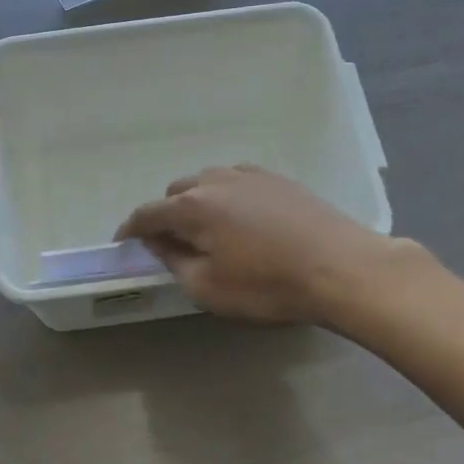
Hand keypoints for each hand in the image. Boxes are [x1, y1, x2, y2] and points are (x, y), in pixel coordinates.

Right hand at [115, 165, 393, 324]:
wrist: (341, 267)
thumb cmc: (269, 284)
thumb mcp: (209, 288)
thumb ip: (176, 262)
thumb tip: (161, 244)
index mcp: (193, 206)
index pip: (148, 213)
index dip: (130, 229)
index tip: (123, 242)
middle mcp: (216, 181)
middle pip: (176, 193)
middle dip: (166, 215)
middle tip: (171, 244)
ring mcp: (250, 175)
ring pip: (208, 182)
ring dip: (197, 203)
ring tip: (207, 230)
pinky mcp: (278, 179)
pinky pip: (237, 181)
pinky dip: (226, 196)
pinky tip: (241, 217)